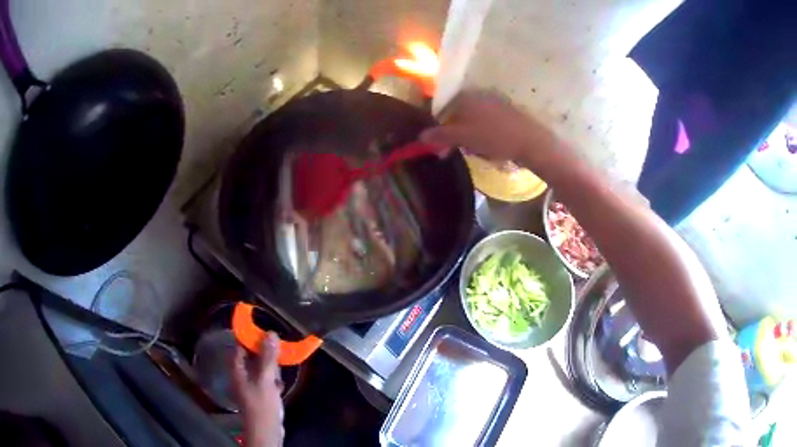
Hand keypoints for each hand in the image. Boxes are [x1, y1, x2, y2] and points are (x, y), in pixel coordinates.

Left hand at [233, 333, 284, 446]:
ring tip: (280, 367)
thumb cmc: (262, 403)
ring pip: (259, 369)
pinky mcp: (259, 395)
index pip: (239, 347)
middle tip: (277, 349)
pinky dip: (272, 380)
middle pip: (250, 357)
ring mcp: (250, 386)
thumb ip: (267, 357)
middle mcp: (241, 375)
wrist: (266, 430)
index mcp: (237, 369)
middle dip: (263, 353)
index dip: (249, 338)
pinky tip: (280, 383)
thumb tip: (271, 333)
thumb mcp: (265, 378)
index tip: (264, 331)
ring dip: (270, 367)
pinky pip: (265, 381)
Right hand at [421, 91, 574, 179]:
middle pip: (457, 114)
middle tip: (461, 149)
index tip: (443, 146)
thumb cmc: (493, 137)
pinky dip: (484, 131)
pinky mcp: (506, 110)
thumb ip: (440, 136)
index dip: (440, 129)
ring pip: (473, 118)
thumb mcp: (463, 138)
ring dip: (470, 133)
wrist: (530, 140)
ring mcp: (493, 100)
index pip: (442, 110)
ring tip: (477, 149)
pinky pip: (487, 120)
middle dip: (456, 131)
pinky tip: (491, 144)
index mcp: (463, 97)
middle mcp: (477, 94)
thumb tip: (421, 137)